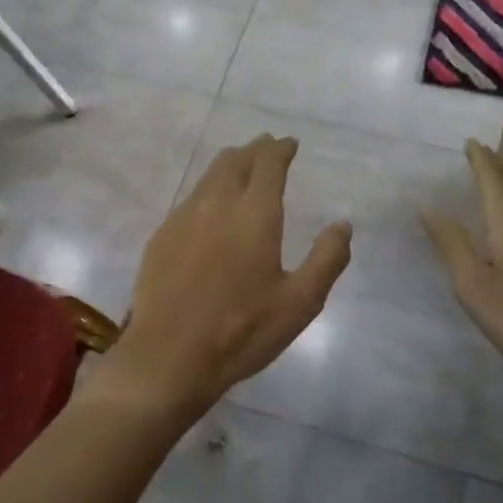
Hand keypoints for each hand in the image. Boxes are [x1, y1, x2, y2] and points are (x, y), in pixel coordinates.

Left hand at [96, 134, 351, 424]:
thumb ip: (327, 259)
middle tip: (267, 149)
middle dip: (254, 151)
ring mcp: (182, 219)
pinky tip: (210, 210)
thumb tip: (342, 224)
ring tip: (241, 168)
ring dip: (229, 166)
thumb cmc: (242, 331)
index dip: (280, 150)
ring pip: (208, 177)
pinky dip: (207, 192)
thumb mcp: (301, 303)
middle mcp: (216, 205)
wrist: (170, 357)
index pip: (268, 164)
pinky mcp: (161, 237)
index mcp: (254, 215)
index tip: (290, 145)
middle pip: (234, 161)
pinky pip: (189, 200)